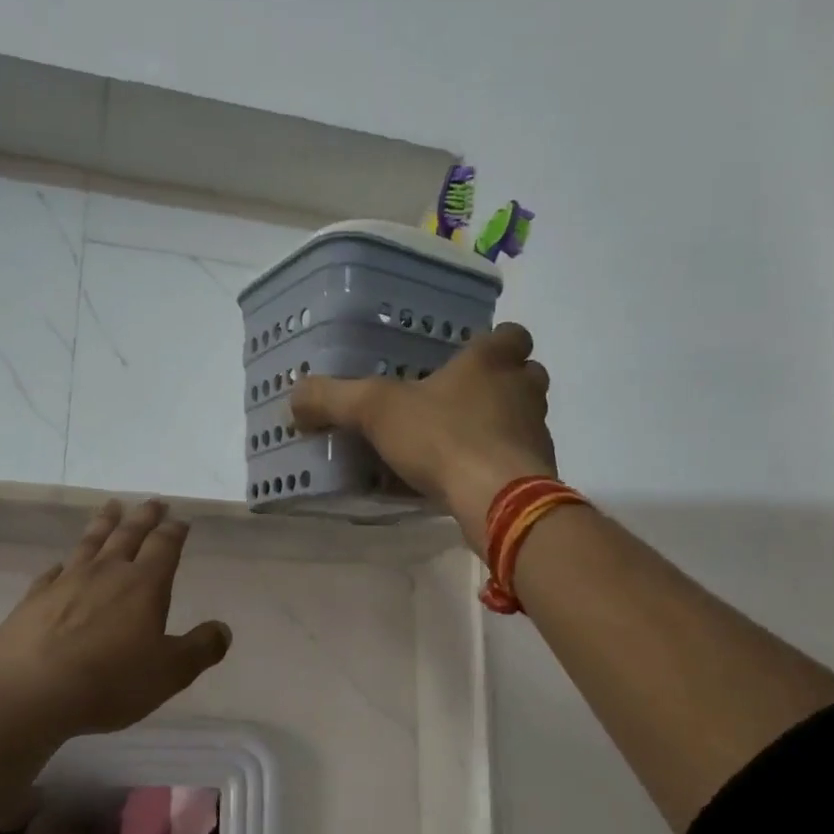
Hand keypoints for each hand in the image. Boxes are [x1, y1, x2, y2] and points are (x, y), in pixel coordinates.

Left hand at [0, 499, 233, 743]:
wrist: (30, 691)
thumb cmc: (110, 681)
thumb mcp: (170, 672)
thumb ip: (201, 649)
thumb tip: (223, 629)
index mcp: (144, 585)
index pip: (164, 546)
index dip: (174, 531)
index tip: (180, 520)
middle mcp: (106, 573)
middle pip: (128, 534)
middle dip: (144, 517)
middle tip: (153, 502)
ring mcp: (66, 582)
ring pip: (90, 543)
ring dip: (104, 523)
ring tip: (112, 507)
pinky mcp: (34, 599)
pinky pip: (53, 572)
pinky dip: (62, 564)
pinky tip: (61, 564)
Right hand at [291, 322, 556, 551]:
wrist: (498, 498)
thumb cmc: (442, 438)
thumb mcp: (375, 411)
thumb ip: (333, 399)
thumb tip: (294, 397)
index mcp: (490, 362)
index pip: (511, 334)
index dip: (496, 343)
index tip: (471, 358)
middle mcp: (522, 390)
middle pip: (526, 375)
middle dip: (503, 384)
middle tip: (466, 400)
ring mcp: (536, 433)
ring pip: (527, 418)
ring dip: (503, 425)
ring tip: (464, 443)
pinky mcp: (539, 473)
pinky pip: (521, 460)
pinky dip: (501, 465)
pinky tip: (470, 480)